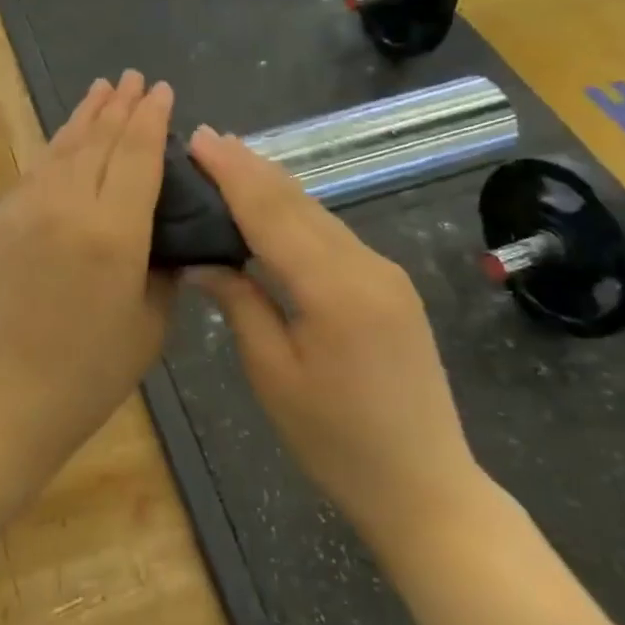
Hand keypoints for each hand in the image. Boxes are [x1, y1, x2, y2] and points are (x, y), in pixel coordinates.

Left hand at [0, 71, 175, 477]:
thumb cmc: (87, 375)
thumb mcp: (148, 325)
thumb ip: (162, 268)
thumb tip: (164, 233)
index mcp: (114, 232)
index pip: (137, 155)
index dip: (151, 118)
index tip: (161, 90)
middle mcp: (67, 206)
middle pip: (99, 141)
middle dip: (119, 106)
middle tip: (134, 78)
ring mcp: (25, 209)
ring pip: (62, 148)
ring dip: (85, 116)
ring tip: (102, 89)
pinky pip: (35, 171)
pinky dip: (56, 146)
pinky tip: (66, 137)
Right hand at [186, 126, 484, 548]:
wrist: (426, 486)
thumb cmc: (336, 442)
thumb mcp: (272, 374)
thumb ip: (240, 302)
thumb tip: (202, 258)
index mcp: (334, 289)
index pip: (271, 212)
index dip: (232, 173)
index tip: (199, 138)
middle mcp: (366, 265)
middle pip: (298, 202)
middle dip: (250, 167)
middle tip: (206, 140)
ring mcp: (385, 273)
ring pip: (318, 213)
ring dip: (272, 185)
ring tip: (229, 162)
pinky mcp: (391, 285)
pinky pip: (334, 235)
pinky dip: (296, 213)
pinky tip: (272, 207)